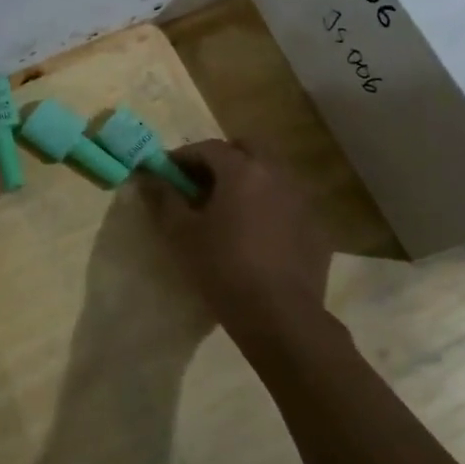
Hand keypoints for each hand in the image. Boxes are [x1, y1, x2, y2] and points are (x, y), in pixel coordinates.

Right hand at [141, 140, 330, 324]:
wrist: (279, 315)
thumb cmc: (223, 268)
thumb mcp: (182, 234)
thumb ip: (164, 199)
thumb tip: (148, 176)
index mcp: (242, 170)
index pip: (208, 148)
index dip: (184, 157)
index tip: (168, 173)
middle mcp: (277, 174)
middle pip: (248, 149)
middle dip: (222, 159)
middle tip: (202, 183)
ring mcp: (302, 199)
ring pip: (272, 173)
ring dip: (249, 179)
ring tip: (229, 208)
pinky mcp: (316, 226)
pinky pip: (288, 202)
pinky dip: (269, 205)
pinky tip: (257, 233)